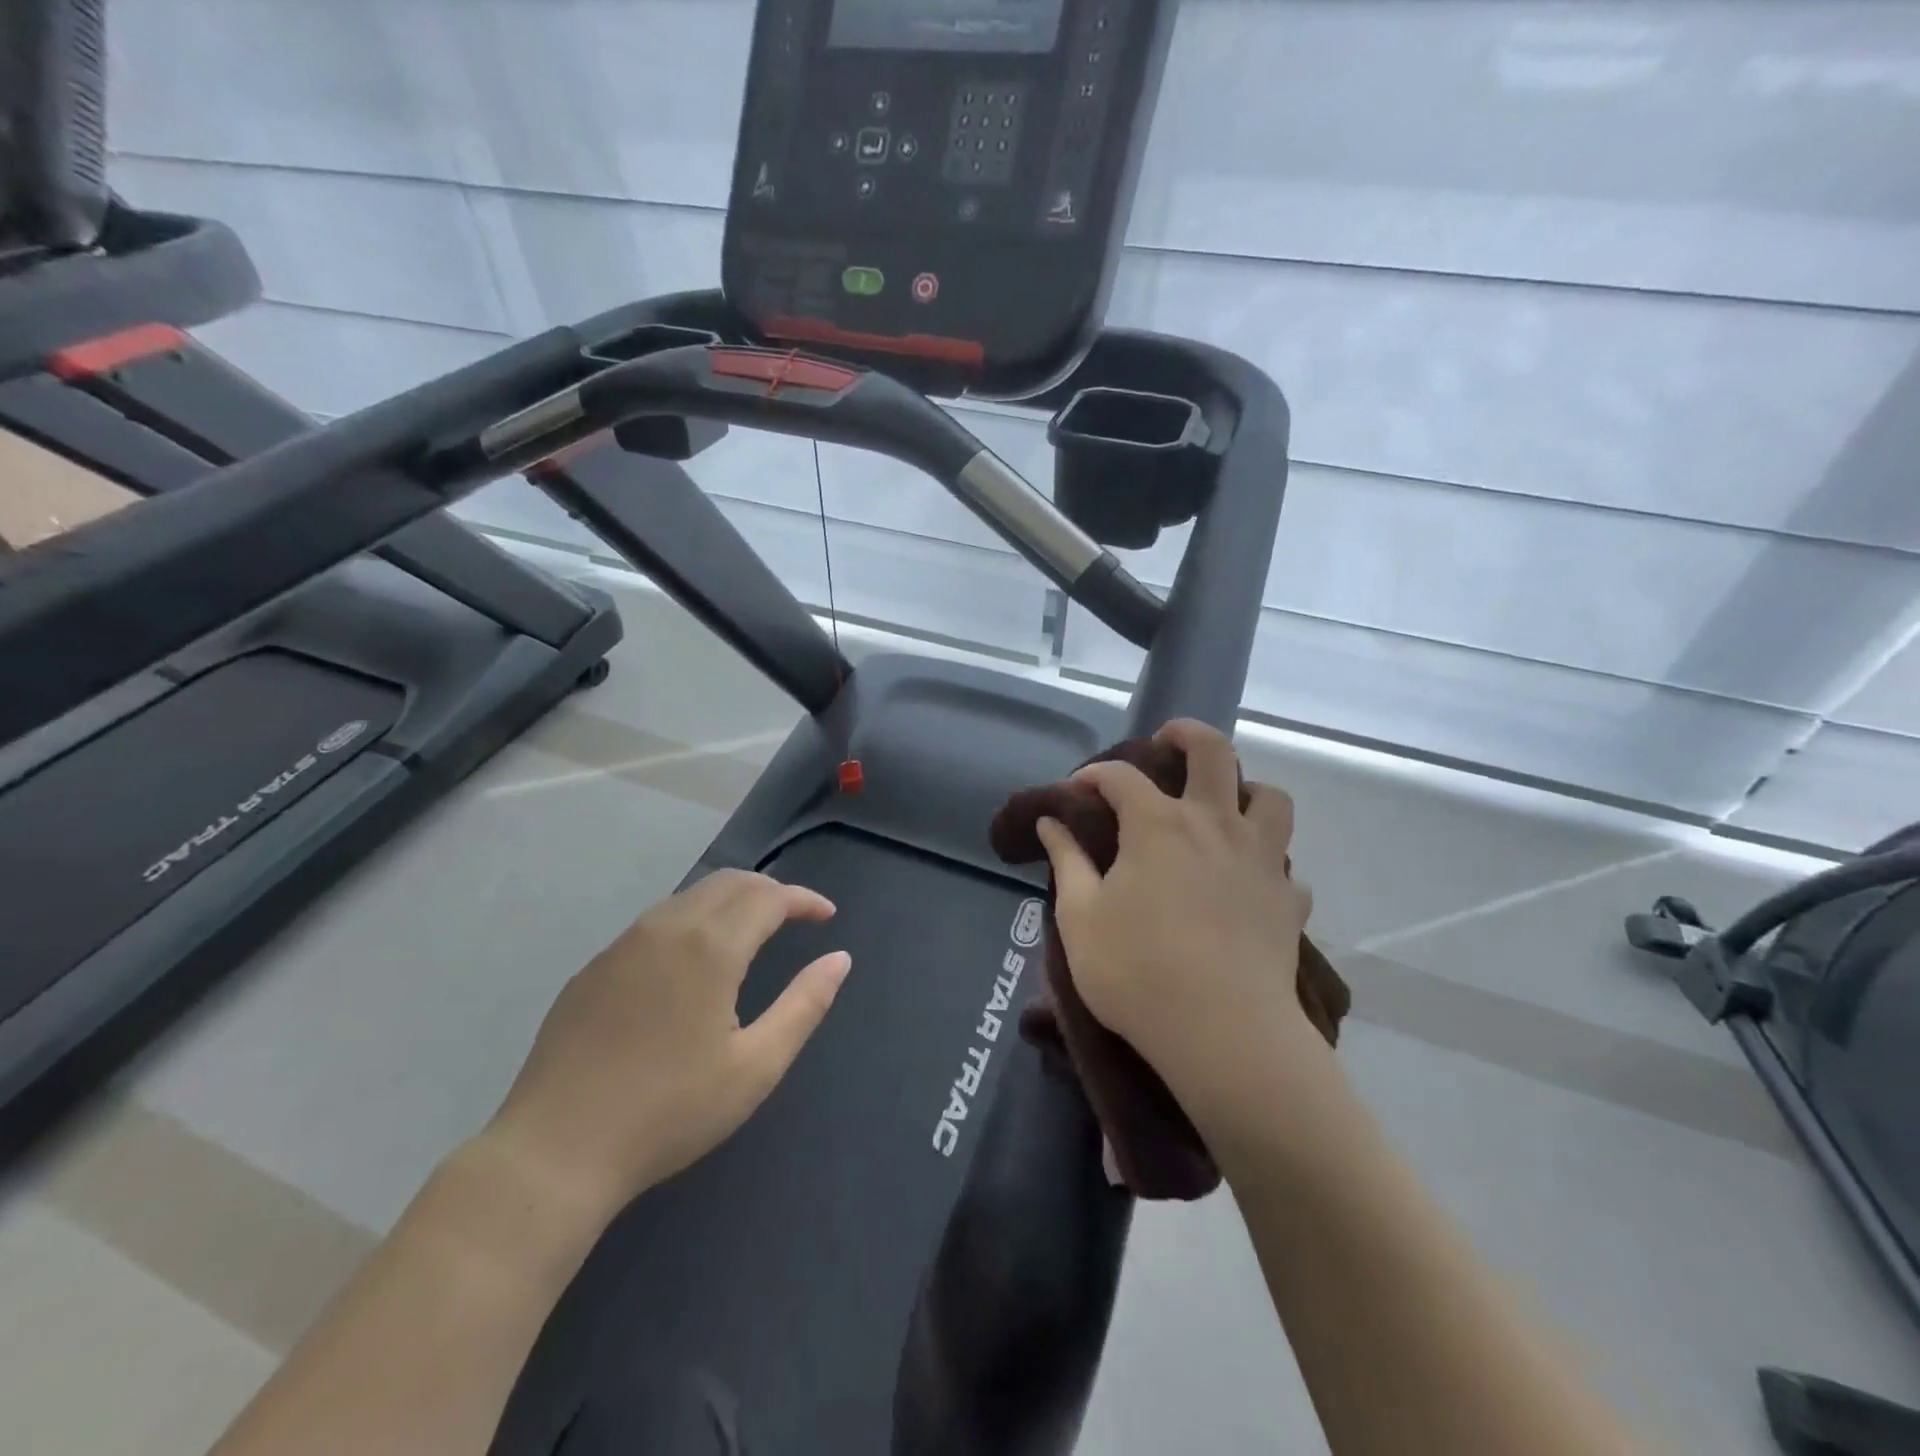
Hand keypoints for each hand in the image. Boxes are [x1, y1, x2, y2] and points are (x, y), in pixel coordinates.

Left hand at [483, 870, 850, 1211]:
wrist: (555, 1151)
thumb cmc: (669, 1111)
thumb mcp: (755, 1067)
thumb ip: (805, 1005)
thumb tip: (839, 960)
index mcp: (710, 947)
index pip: (769, 897)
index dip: (804, 899)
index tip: (827, 916)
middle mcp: (667, 928)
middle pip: (730, 882)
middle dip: (770, 891)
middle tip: (795, 918)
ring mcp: (623, 944)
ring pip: (690, 896)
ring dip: (730, 901)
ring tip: (752, 932)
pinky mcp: (594, 967)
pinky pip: (656, 921)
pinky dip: (692, 920)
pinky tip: (693, 961)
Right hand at [1035, 719, 1318, 1129]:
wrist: (1223, 1033)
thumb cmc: (1136, 970)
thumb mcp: (1080, 917)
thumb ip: (1066, 861)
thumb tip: (1051, 821)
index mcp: (1159, 824)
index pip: (1121, 776)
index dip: (1093, 775)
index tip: (1077, 791)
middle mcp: (1214, 825)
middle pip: (1214, 753)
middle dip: (1187, 735)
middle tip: (1169, 741)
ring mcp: (1260, 859)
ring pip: (1271, 798)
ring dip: (1246, 792)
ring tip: (1225, 808)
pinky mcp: (1288, 900)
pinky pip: (1285, 866)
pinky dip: (1267, 864)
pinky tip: (1248, 884)